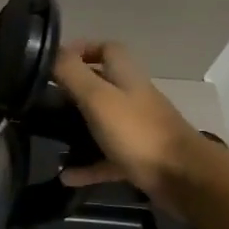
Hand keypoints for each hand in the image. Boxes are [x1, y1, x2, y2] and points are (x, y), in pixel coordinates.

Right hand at [52, 40, 212, 211]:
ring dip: (76, 129)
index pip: (108, 49)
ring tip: (49, 136)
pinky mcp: (139, 158)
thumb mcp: (98, 98)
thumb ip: (72, 73)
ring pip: (102, 123)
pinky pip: (106, 159)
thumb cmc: (138, 132)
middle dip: (72, 91)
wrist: (185, 179)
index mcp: (126, 78)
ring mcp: (137, 130)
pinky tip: (66, 176)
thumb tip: (51, 52)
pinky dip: (87, 166)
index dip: (83, 49)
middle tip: (43, 101)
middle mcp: (133, 99)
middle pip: (102, 86)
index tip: (54, 63)